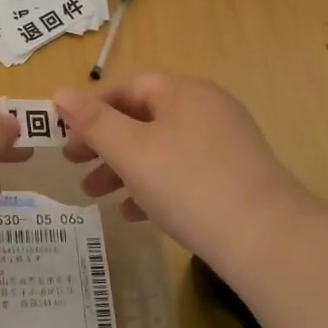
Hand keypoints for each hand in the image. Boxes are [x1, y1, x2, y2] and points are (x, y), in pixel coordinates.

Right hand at [54, 74, 325, 265]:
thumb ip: (93, 121)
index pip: (128, 89)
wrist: (267, 239)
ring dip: (124, 169)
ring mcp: (225, 143)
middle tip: (74, 167)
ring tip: (95, 196)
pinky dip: (155, 186)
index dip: (92, 110)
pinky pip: (184, 171)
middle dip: (104, 144)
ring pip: (161, 148)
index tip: (66, 138)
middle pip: (143, 119)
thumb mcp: (130, 151)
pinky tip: (135, 214)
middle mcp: (207, 108)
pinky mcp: (235, 176)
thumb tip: (60, 93)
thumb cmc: (188, 183)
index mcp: (183, 92)